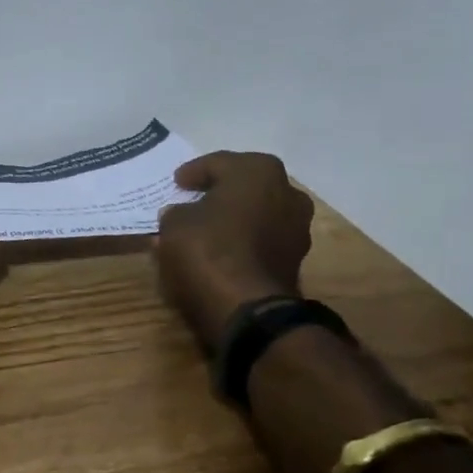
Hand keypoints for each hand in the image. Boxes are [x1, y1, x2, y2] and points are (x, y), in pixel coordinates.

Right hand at [155, 151, 314, 348]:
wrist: (248, 308)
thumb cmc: (208, 250)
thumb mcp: (174, 225)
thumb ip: (178, 212)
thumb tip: (182, 214)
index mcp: (257, 171)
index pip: (218, 163)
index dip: (193, 172)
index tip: (177, 183)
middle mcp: (286, 191)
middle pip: (245, 184)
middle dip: (221, 191)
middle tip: (194, 199)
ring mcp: (297, 227)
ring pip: (258, 211)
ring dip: (236, 216)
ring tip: (208, 227)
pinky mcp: (296, 258)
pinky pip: (264, 238)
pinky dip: (245, 239)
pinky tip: (223, 248)